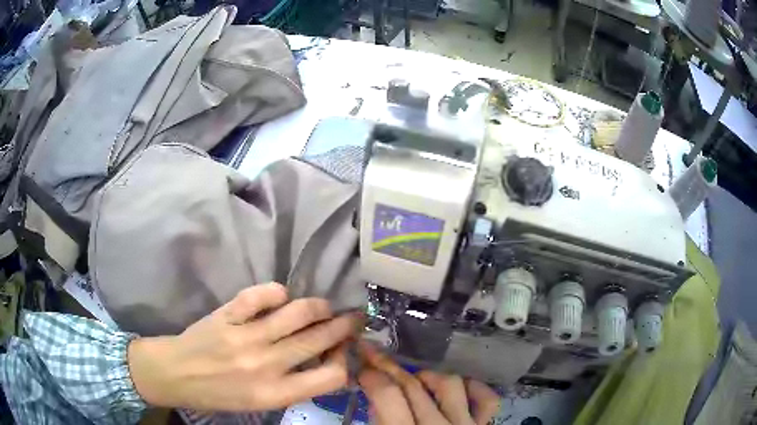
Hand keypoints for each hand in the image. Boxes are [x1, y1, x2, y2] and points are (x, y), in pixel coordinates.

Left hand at [127, 283, 361, 410]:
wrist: (176, 375)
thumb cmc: (220, 395)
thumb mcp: (261, 404)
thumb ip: (293, 386)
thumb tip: (323, 363)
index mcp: (276, 393)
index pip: (331, 377)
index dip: (345, 360)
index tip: (345, 350)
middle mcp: (265, 365)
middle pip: (319, 339)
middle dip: (345, 325)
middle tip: (354, 317)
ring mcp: (245, 337)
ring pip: (297, 312)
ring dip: (318, 306)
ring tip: (324, 306)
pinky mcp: (226, 315)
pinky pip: (259, 295)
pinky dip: (276, 292)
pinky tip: (282, 296)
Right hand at [358, 342, 500, 424]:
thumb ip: (379, 422)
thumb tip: (376, 400)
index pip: (387, 396)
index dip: (371, 376)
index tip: (361, 366)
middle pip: (414, 385)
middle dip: (388, 366)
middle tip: (374, 356)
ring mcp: (467, 424)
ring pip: (449, 384)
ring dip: (428, 376)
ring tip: (416, 380)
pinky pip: (487, 399)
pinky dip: (475, 388)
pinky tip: (461, 387)